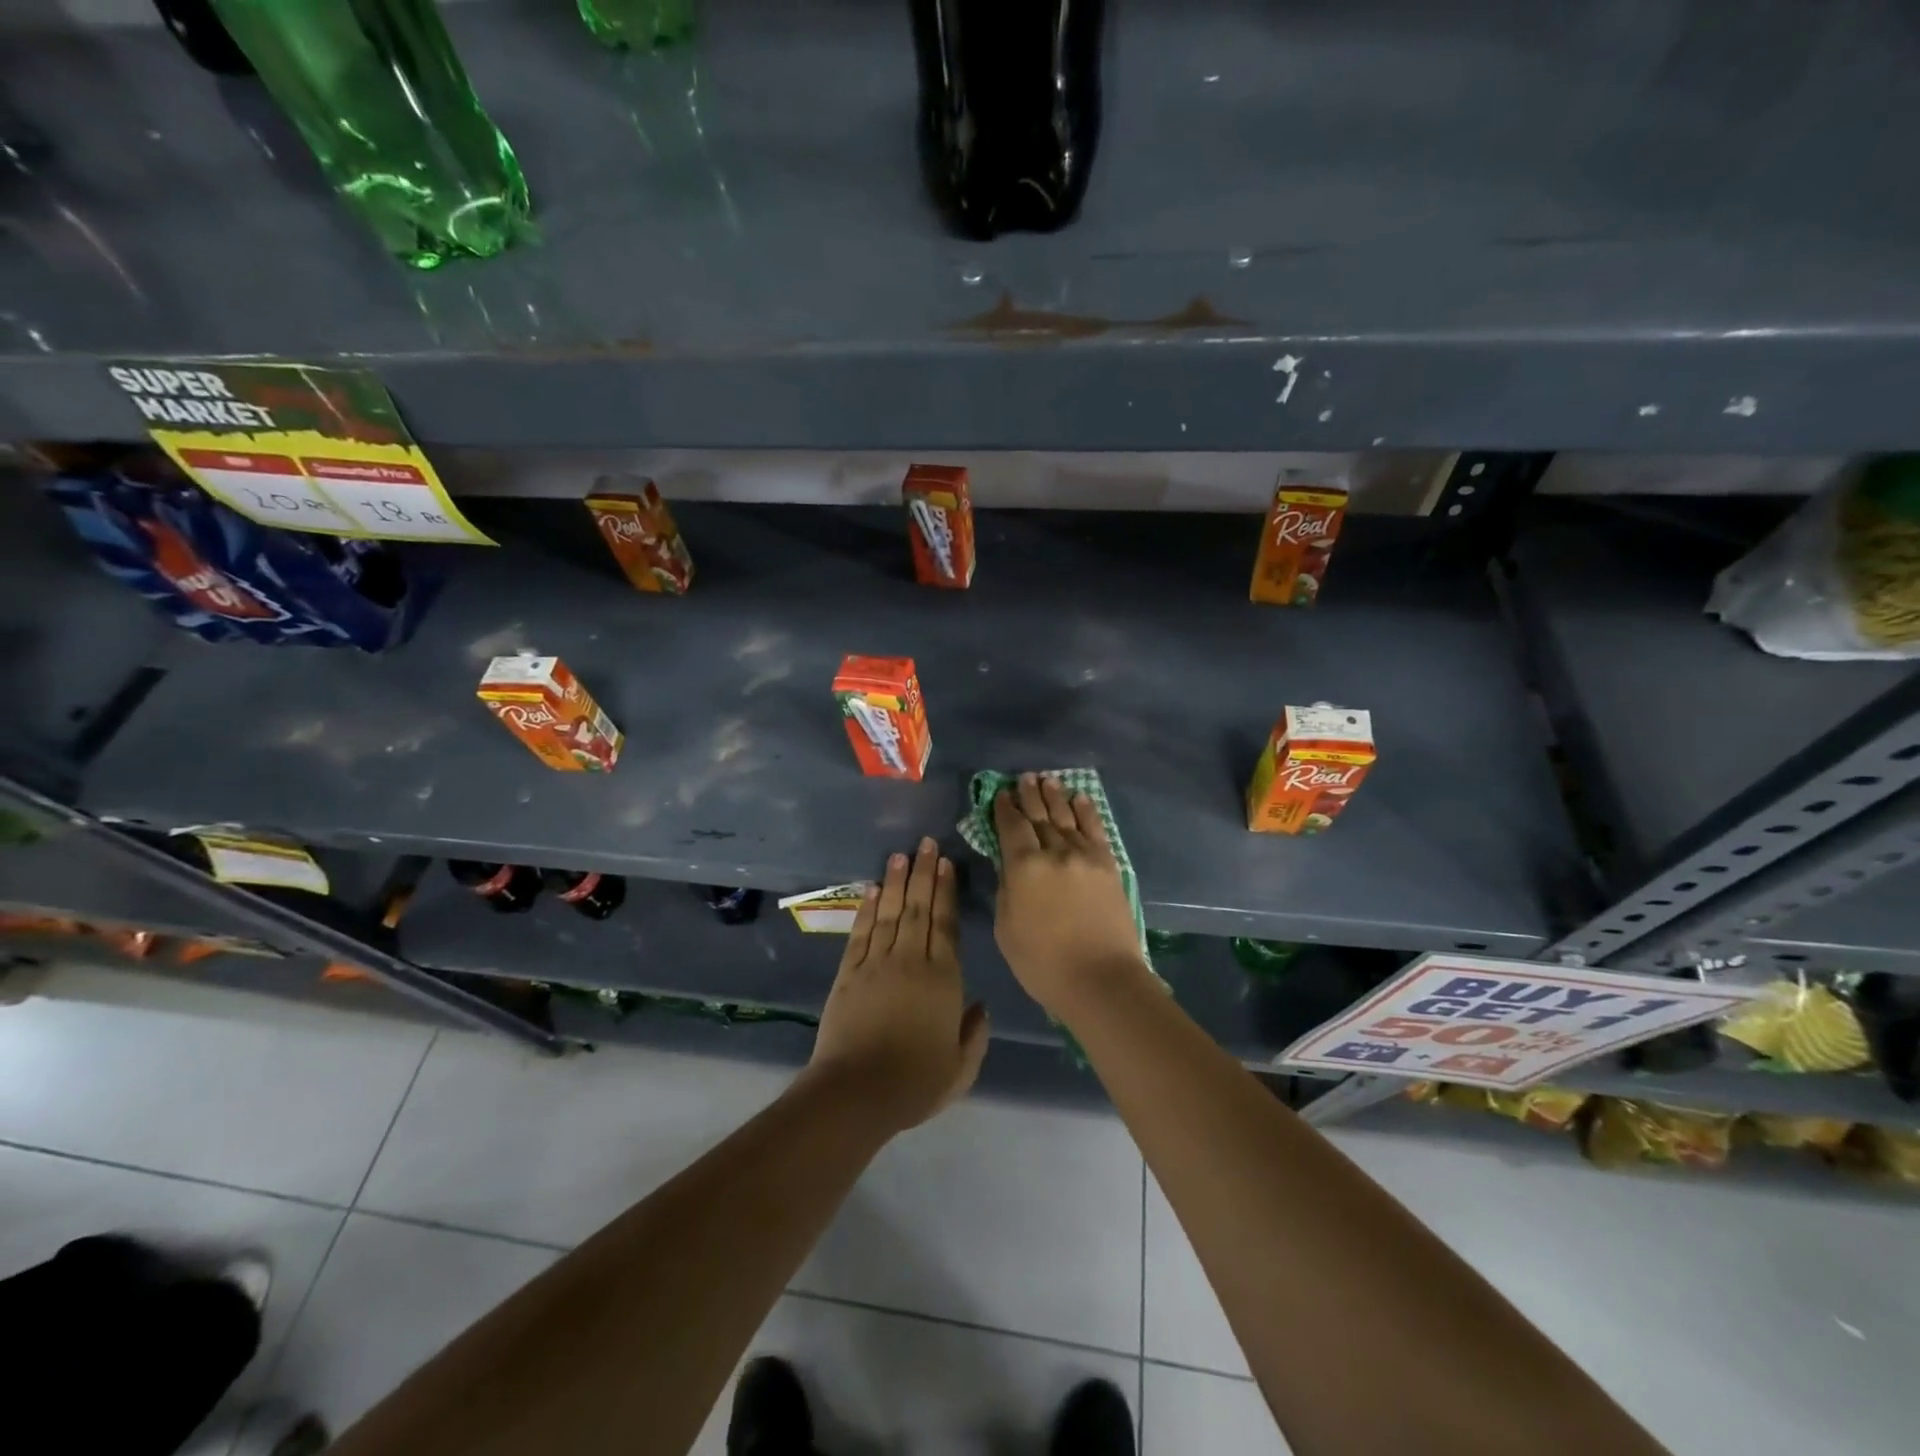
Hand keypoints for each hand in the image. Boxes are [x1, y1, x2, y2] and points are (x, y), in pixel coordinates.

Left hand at [807, 837, 989, 1132]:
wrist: (856, 1092)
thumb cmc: (915, 1082)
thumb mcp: (961, 1068)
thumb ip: (974, 1034)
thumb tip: (981, 1005)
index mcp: (943, 978)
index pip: (946, 924)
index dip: (946, 891)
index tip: (945, 863)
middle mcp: (910, 960)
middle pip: (918, 908)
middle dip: (923, 873)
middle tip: (925, 842)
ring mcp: (876, 963)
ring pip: (889, 912)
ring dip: (896, 881)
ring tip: (900, 854)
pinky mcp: (848, 973)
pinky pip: (860, 932)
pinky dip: (867, 908)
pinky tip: (872, 888)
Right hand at [993, 774, 1152, 1017]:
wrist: (1101, 980)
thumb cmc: (1043, 963)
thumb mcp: (1006, 928)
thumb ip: (1006, 889)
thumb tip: (1009, 865)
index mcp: (1024, 867)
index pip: (1012, 827)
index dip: (1005, 808)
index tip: (1001, 794)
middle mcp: (1054, 852)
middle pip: (1040, 816)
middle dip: (1030, 795)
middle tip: (1024, 778)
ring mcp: (1085, 856)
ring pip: (1066, 817)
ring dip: (1055, 796)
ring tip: (1047, 780)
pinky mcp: (1108, 865)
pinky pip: (1095, 830)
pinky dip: (1086, 811)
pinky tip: (1079, 798)